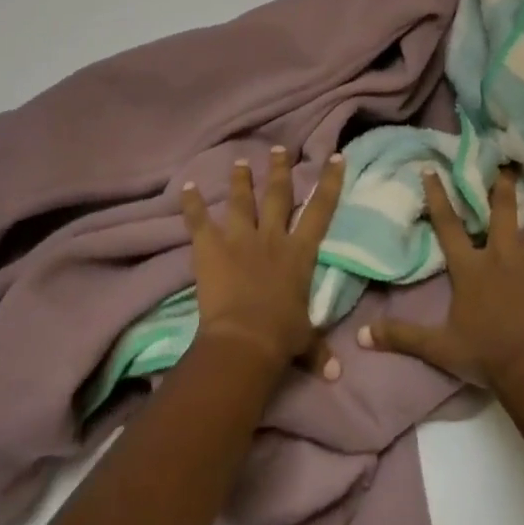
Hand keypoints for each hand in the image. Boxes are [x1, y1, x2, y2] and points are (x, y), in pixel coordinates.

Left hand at [182, 148, 343, 379]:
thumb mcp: (304, 340)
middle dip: (279, 170)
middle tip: (278, 150)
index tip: (335, 156)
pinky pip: (199, 220)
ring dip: (240, 180)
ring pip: (241, 200)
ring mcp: (240, 238)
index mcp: (299, 253)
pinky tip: (186, 186)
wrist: (244, 339)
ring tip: (240, 161)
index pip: (320, 209)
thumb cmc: (280, 337)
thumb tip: (337, 375)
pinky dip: (191, 203)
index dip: (329, 182)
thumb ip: (318, 350)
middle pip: (277, 194)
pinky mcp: (211, 246)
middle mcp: (272, 236)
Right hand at [359, 167, 523, 388]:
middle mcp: (502, 258)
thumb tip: (362, 335)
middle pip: (503, 213)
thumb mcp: (439, 347)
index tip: (432, 168)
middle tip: (507, 162)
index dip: (439, 196)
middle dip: (503, 186)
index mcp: (471, 268)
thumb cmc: (485, 354)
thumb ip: (402, 337)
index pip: (449, 225)